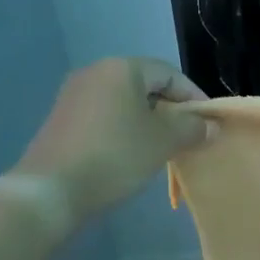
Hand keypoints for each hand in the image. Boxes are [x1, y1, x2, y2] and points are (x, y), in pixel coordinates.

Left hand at [13, 58, 211, 223]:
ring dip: (146, 120)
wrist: (49, 191)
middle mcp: (95, 72)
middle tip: (186, 135)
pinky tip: (129, 154)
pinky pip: (103, 115)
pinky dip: (122, 128)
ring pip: (123, 101)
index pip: (169, 73)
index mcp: (122, 68)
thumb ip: (191, 128)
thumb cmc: (114, 156)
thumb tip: (210, 125)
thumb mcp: (162, 142)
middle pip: (145, 85)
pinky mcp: (60, 119)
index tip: (208, 122)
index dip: (193, 96)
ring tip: (161, 147)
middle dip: (169, 109)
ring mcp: (73, 95)